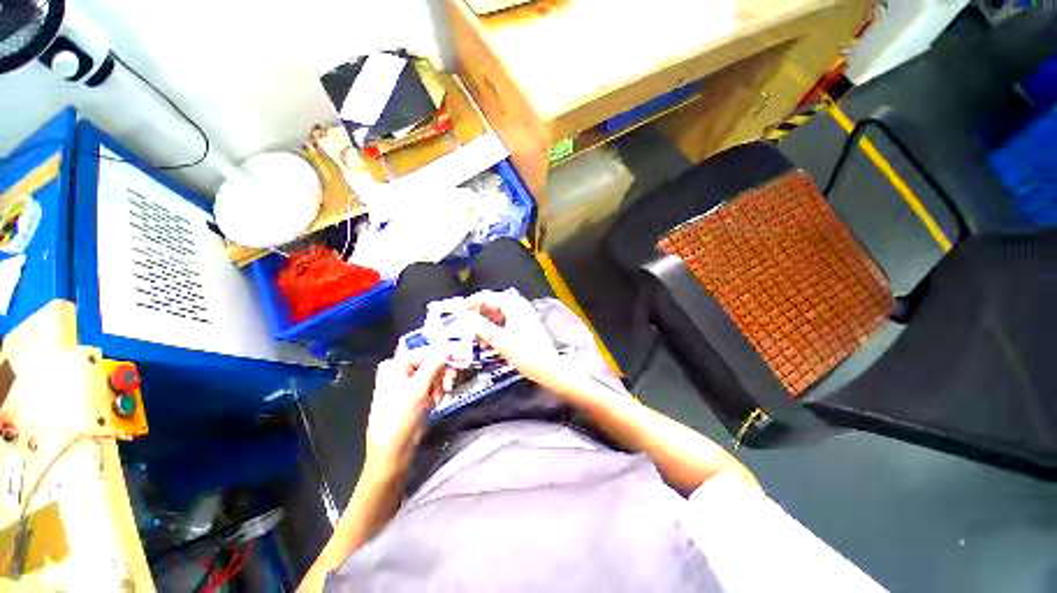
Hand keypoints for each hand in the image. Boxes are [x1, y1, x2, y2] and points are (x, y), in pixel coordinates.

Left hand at [364, 351, 446, 474]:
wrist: (392, 452)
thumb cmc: (400, 418)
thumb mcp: (418, 389)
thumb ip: (434, 365)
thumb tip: (447, 346)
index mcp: (394, 365)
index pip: (425, 352)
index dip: (442, 356)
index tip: (459, 361)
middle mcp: (399, 371)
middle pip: (429, 362)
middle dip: (441, 373)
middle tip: (449, 384)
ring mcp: (406, 384)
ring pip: (433, 374)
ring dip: (440, 384)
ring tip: (439, 398)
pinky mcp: (413, 395)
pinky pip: (431, 385)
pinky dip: (436, 392)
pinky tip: (435, 401)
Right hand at [465, 289, 577, 391]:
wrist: (548, 367)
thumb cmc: (525, 354)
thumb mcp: (499, 341)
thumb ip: (480, 326)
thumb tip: (465, 317)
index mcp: (513, 305)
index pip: (486, 296)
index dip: (469, 303)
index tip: (456, 313)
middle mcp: (518, 306)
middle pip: (491, 303)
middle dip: (476, 312)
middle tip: (462, 324)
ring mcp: (521, 315)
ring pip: (496, 313)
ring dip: (483, 321)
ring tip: (471, 333)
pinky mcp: (523, 324)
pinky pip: (503, 321)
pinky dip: (492, 327)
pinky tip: (485, 339)